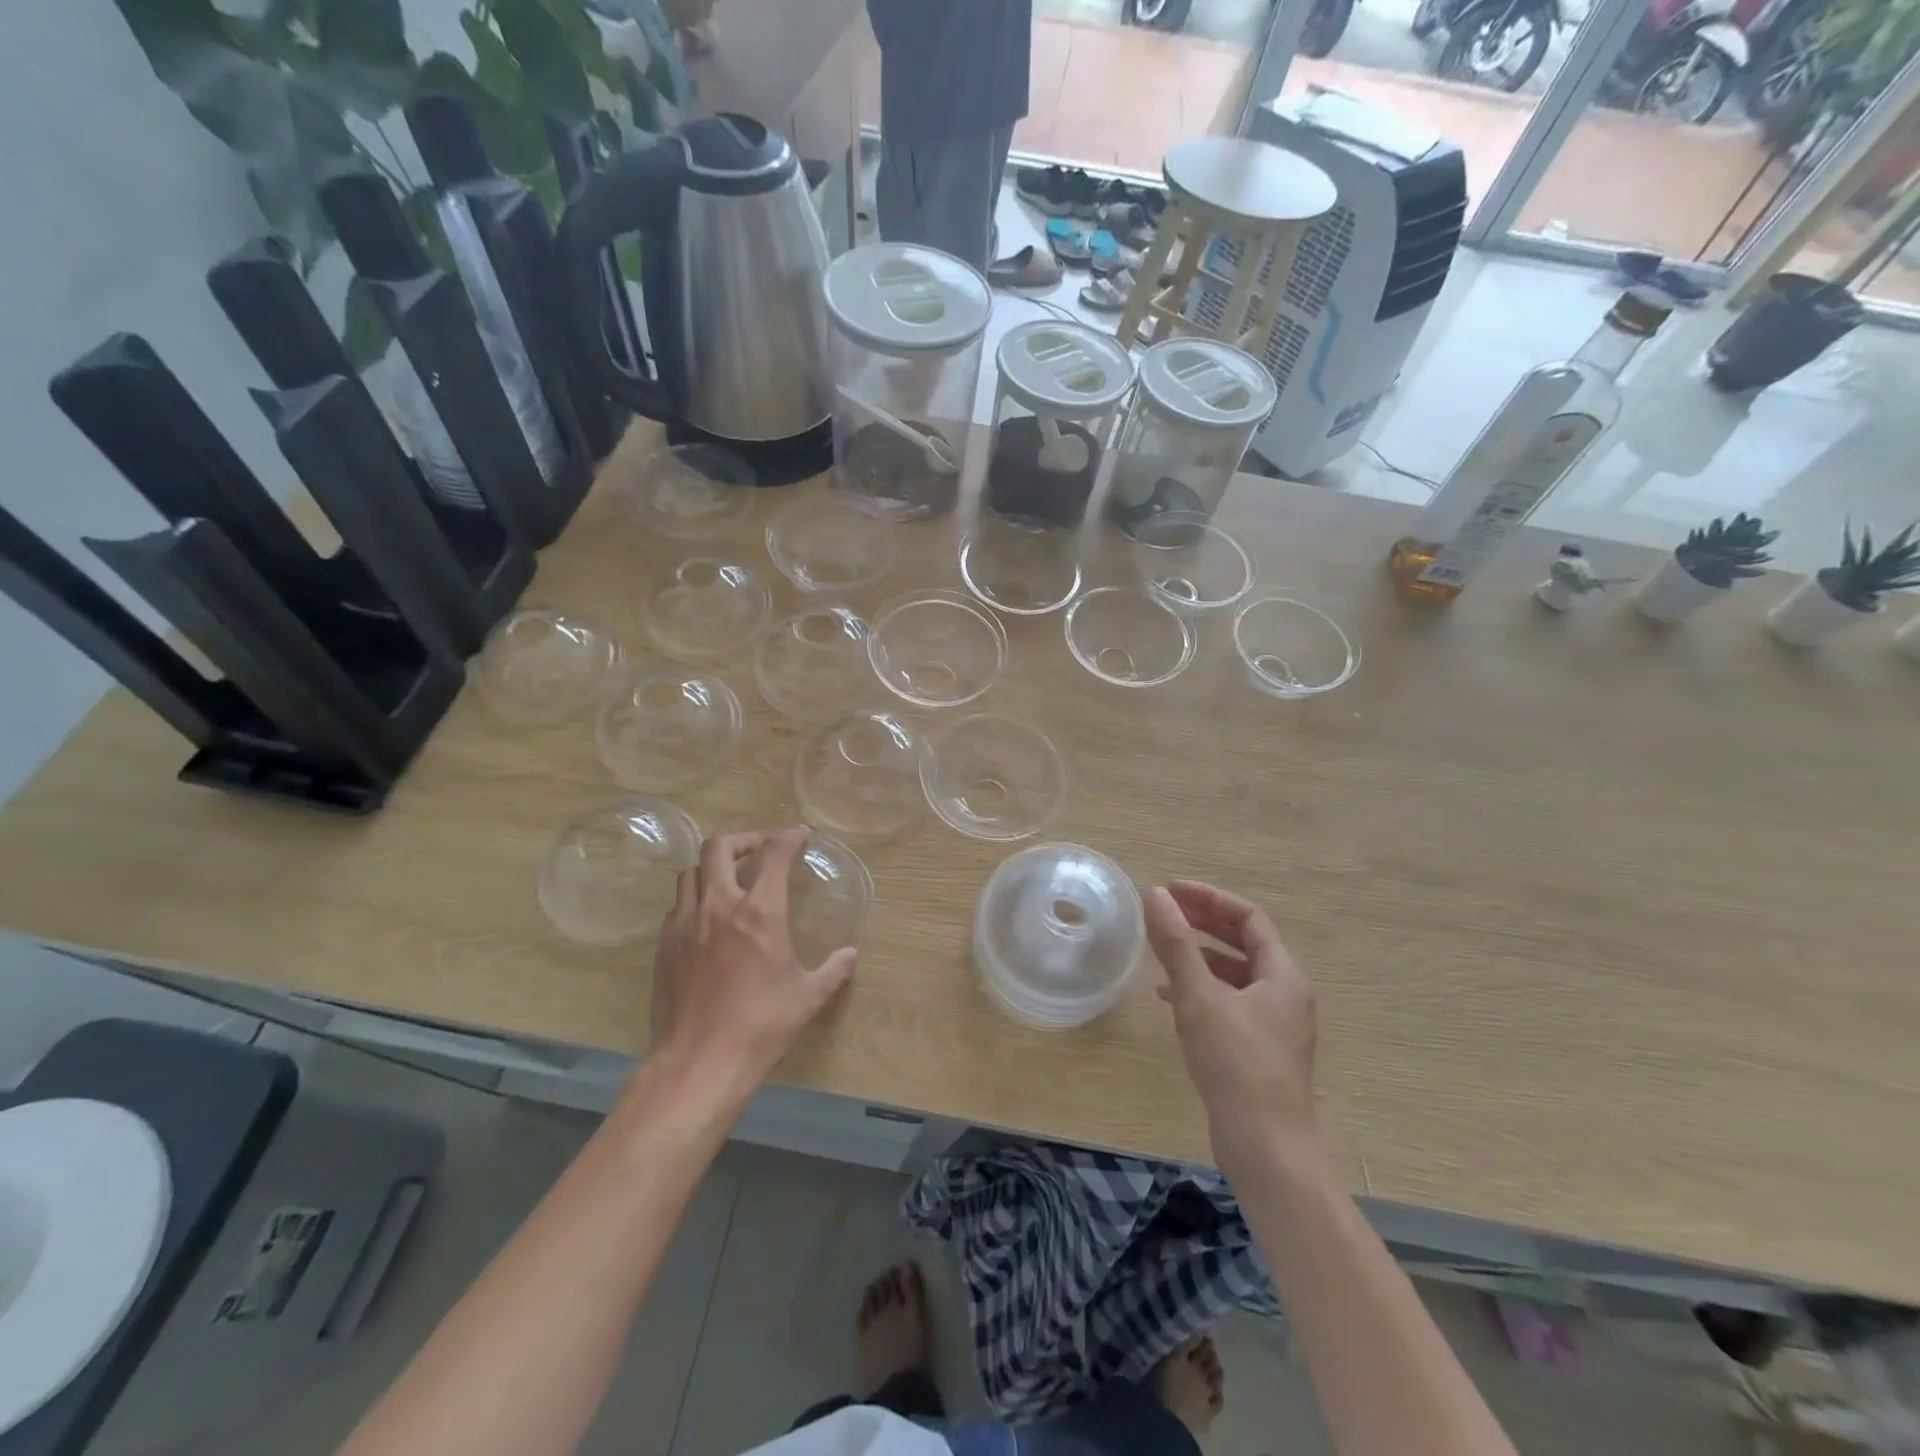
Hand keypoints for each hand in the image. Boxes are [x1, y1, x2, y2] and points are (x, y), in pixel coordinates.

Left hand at [651, 827, 856, 1090]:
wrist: (698, 1063)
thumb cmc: (761, 1026)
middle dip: (742, 839)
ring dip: (712, 866)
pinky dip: (695, 898)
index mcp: (759, 913)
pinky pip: (677, 906)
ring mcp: (685, 924)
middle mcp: (718, 907)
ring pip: (691, 872)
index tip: (798, 834)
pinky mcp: (664, 946)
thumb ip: (833, 970)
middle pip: (719, 848)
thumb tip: (851, 955)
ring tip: (729, 878)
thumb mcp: (807, 997)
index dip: (788, 837)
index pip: (773, 855)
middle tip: (759, 849)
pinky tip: (707, 918)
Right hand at [1144, 880, 1318, 1173]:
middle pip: (1244, 943)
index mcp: (1282, 976)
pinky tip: (1171, 999)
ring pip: (1235, 975)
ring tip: (1162, 952)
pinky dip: (1202, 990)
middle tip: (1165, 912)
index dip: (1209, 899)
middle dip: (1204, 923)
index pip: (1249, 918)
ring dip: (1200, 956)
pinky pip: (1230, 1003)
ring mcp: (1274, 1025)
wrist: (1266, 1148)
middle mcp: (1284, 995)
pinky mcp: (1259, 1051)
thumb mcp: (1199, 997)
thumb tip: (1157, 895)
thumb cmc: (1236, 1064)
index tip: (1171, 891)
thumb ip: (1176, 944)